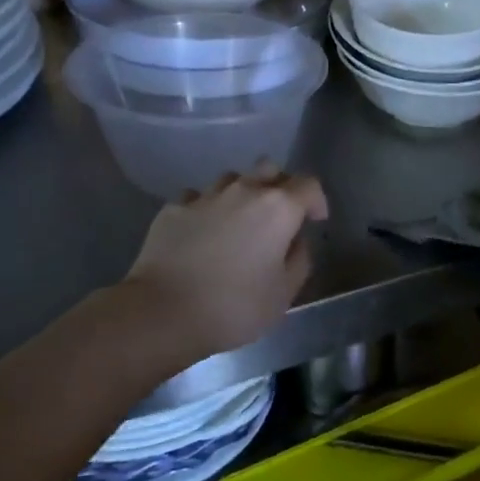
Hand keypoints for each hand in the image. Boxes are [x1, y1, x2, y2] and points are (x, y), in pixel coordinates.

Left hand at [124, 164, 329, 358]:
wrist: (163, 311)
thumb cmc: (234, 306)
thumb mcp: (283, 294)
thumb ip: (299, 261)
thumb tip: (296, 242)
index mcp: (278, 208)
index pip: (308, 185)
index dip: (316, 200)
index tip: (315, 221)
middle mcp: (244, 191)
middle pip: (270, 169)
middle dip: (280, 186)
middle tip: (279, 215)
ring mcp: (205, 196)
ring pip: (232, 179)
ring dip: (242, 194)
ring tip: (238, 222)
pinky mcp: (173, 208)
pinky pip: (198, 198)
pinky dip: (207, 209)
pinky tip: (203, 232)